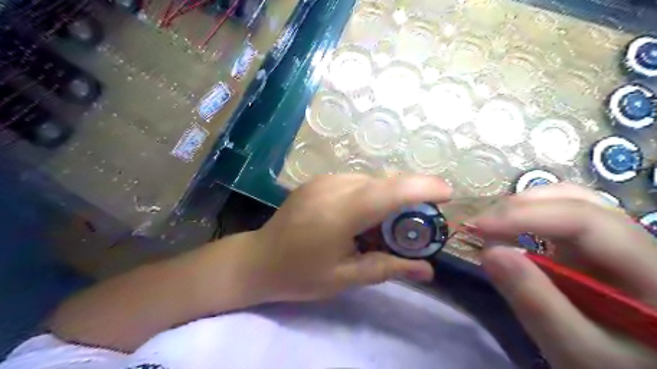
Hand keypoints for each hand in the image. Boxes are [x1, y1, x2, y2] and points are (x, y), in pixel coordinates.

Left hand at [247, 175, 451, 303]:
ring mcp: (325, 180)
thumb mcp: (346, 277)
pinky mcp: (319, 180)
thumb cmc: (300, 273)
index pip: (391, 191)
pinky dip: (371, 194)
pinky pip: (356, 182)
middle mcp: (335, 186)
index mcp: (342, 212)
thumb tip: (428, 270)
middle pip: (385, 182)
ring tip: (388, 224)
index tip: (448, 193)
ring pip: (371, 181)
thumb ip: (388, 268)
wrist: (258, 259)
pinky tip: (364, 216)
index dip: (423, 187)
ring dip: (389, 197)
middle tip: (421, 221)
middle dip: (411, 195)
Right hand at [472, 185, 656, 366]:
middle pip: (580, 201)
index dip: (527, 216)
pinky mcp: (596, 249)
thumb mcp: (577, 352)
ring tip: (491, 224)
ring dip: (525, 207)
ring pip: (571, 202)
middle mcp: (640, 246)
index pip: (587, 222)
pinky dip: (529, 217)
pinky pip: (562, 218)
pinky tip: (509, 229)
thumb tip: (490, 252)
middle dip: (522, 206)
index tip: (479, 227)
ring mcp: (616, 244)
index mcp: (652, 273)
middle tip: (480, 225)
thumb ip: (537, 304)